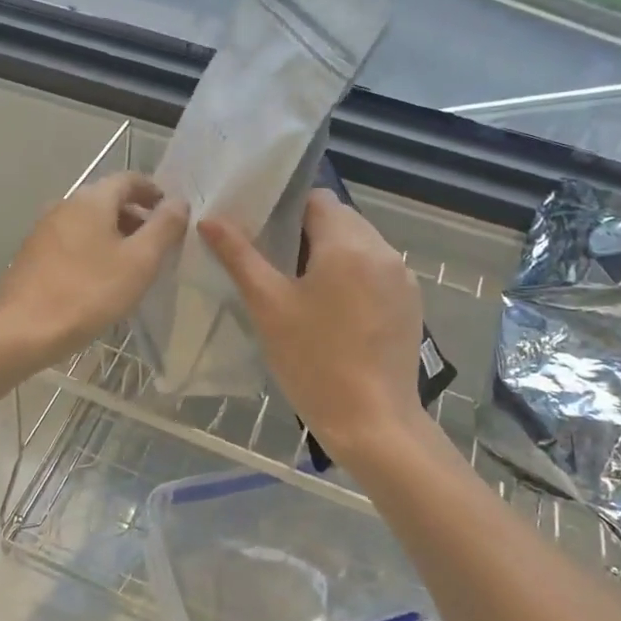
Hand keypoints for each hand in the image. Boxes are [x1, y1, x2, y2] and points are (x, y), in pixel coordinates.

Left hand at [0, 172, 188, 364]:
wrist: (25, 330)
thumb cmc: (90, 292)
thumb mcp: (140, 261)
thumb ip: (164, 227)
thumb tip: (179, 202)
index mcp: (92, 199)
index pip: (130, 179)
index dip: (154, 192)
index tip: (172, 214)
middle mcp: (65, 204)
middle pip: (107, 199)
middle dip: (135, 216)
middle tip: (157, 243)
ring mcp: (44, 228)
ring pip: (88, 221)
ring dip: (113, 233)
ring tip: (131, 263)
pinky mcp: (32, 253)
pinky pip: (71, 240)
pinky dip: (92, 248)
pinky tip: (99, 277)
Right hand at [200, 190, 426, 467]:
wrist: (373, 422)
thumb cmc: (313, 361)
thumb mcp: (268, 306)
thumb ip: (239, 256)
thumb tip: (209, 219)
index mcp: (348, 243)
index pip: (316, 199)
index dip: (286, 209)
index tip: (263, 234)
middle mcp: (382, 249)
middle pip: (340, 219)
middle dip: (309, 232)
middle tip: (276, 264)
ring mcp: (402, 277)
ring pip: (361, 244)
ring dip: (333, 254)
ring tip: (304, 289)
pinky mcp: (411, 301)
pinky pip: (377, 270)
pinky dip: (355, 275)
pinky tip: (335, 311)